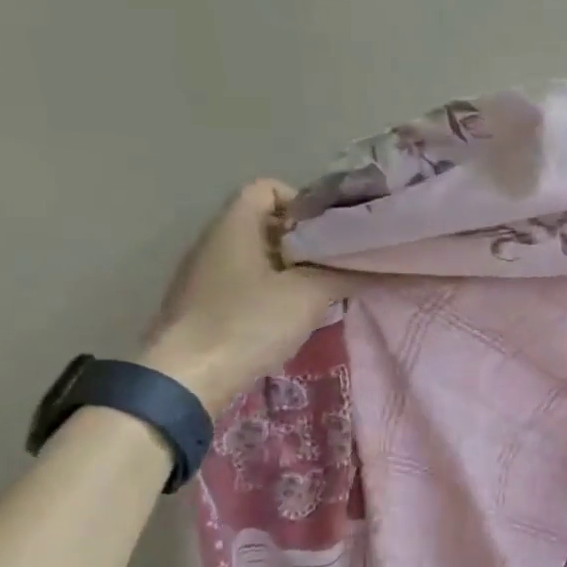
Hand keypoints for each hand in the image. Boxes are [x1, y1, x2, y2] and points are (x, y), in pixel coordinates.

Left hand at [138, 180, 351, 415]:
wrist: (186, 378)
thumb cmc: (248, 322)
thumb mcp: (308, 295)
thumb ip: (344, 275)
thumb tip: (380, 267)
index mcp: (235, 226)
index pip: (268, 188)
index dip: (302, 202)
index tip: (330, 232)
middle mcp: (215, 242)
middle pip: (266, 223)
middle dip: (304, 240)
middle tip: (336, 263)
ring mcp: (206, 274)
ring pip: (258, 256)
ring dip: (291, 269)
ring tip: (321, 291)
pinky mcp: (205, 304)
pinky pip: (246, 282)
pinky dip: (273, 290)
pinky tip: (292, 315)